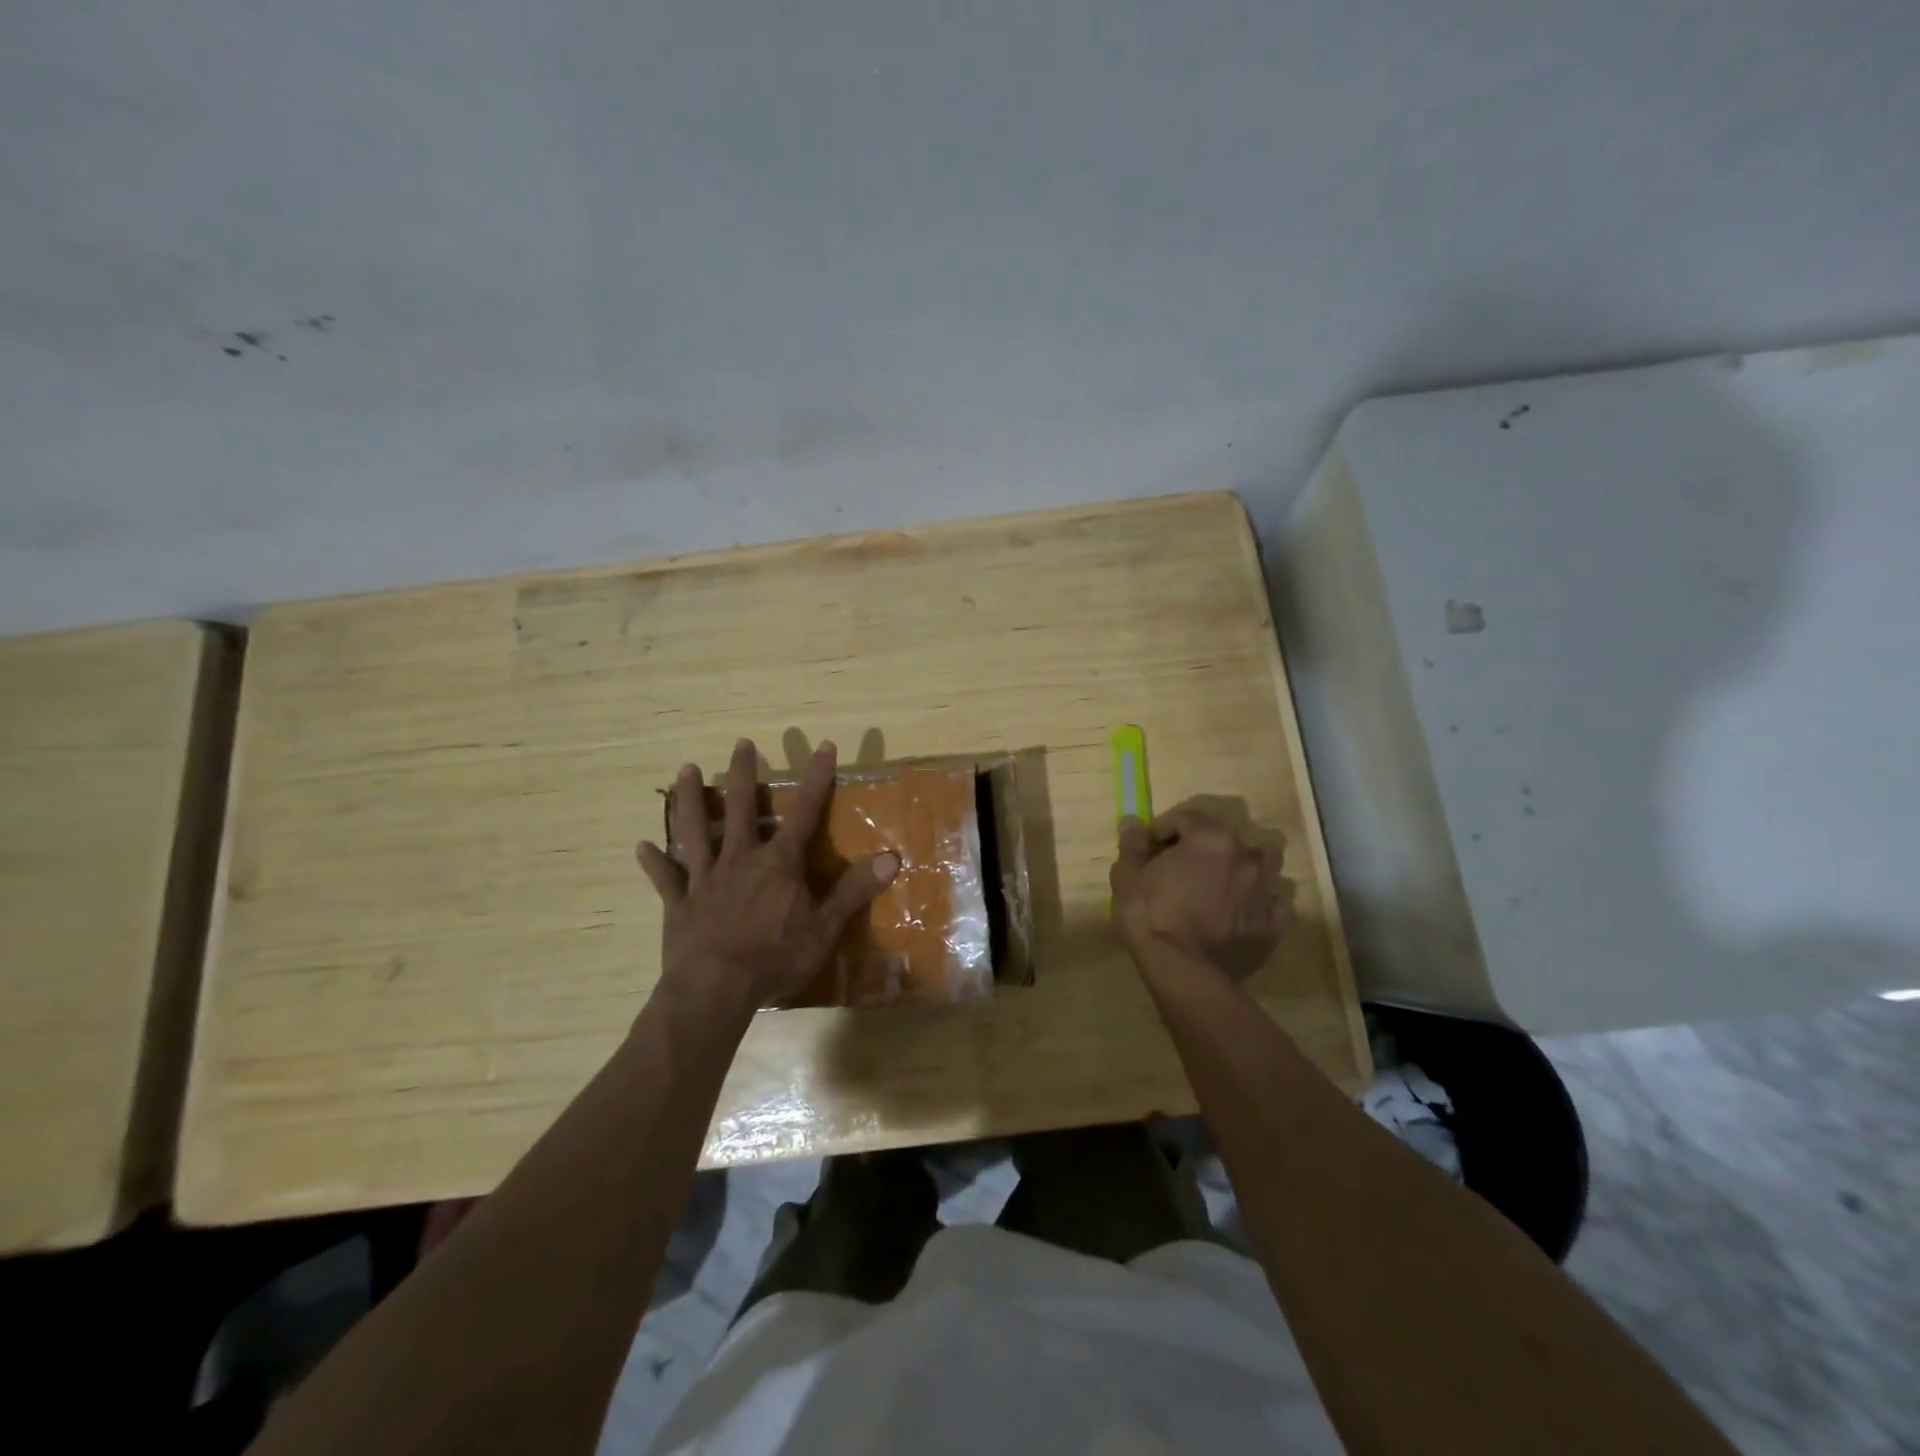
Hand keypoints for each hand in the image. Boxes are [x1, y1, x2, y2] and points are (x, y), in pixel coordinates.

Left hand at [637, 738, 897, 1015]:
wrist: (715, 989)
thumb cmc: (775, 958)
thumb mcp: (825, 927)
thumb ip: (854, 891)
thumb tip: (892, 858)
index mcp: (779, 863)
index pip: (804, 812)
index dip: (816, 779)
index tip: (823, 746)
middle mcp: (740, 860)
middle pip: (740, 808)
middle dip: (742, 774)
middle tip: (741, 743)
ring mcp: (706, 879)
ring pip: (696, 830)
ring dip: (690, 799)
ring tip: (684, 769)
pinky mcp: (679, 903)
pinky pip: (666, 878)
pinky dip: (655, 862)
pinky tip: (642, 846)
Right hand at [1109, 808, 1292, 981]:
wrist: (1183, 971)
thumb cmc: (1150, 916)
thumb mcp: (1127, 876)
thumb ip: (1133, 844)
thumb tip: (1133, 822)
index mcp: (1210, 838)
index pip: (1187, 818)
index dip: (1165, 830)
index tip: (1151, 849)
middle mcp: (1244, 855)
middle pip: (1226, 838)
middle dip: (1204, 848)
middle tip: (1182, 869)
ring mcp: (1265, 889)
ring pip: (1262, 865)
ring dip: (1243, 868)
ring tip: (1221, 886)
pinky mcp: (1274, 923)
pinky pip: (1274, 903)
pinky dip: (1260, 903)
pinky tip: (1242, 913)